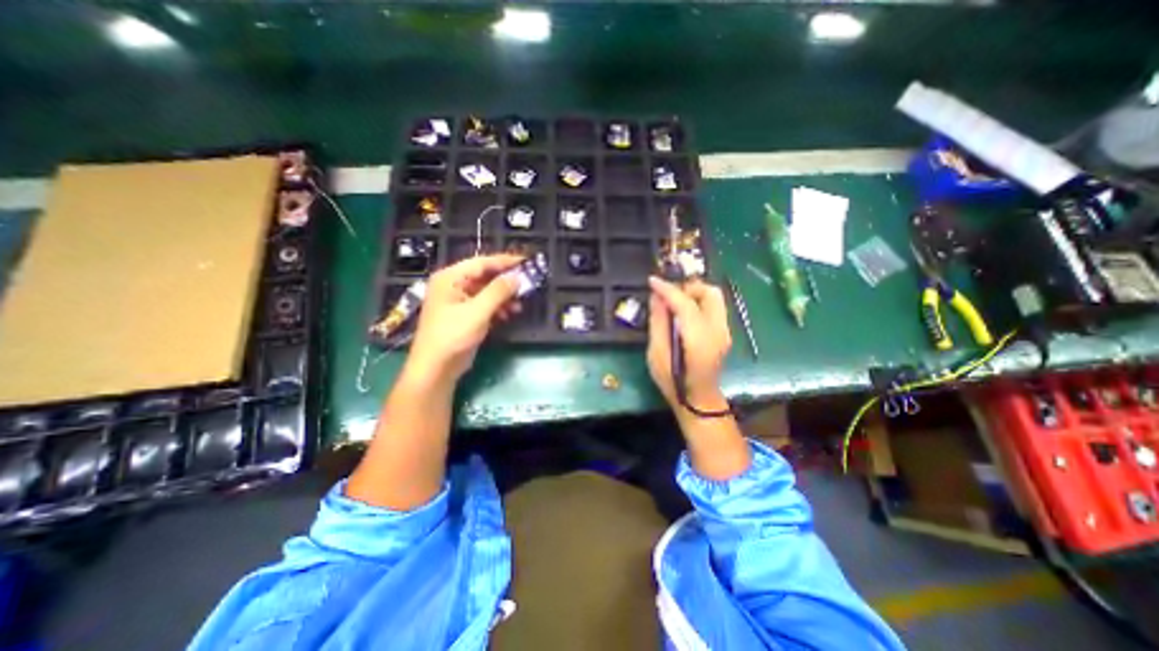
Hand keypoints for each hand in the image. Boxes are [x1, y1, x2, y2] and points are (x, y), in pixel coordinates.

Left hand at [404, 254, 520, 385]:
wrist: (436, 368)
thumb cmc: (453, 335)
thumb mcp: (477, 311)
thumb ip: (498, 291)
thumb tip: (517, 276)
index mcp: (450, 278)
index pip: (481, 262)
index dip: (504, 262)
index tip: (525, 262)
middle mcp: (453, 286)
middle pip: (485, 276)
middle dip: (506, 281)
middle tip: (527, 283)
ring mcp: (459, 301)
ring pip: (487, 292)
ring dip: (504, 296)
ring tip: (520, 303)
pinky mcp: (465, 316)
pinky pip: (485, 305)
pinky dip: (498, 308)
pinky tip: (510, 314)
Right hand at [647, 271, 726, 410]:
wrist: (698, 400)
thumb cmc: (673, 381)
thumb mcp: (657, 354)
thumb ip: (658, 323)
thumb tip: (656, 297)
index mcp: (699, 339)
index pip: (686, 303)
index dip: (668, 289)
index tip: (652, 281)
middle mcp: (718, 331)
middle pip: (710, 292)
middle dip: (687, 286)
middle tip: (667, 293)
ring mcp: (725, 331)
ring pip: (714, 297)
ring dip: (693, 292)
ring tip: (673, 301)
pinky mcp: (724, 332)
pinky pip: (713, 307)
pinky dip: (698, 301)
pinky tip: (683, 311)